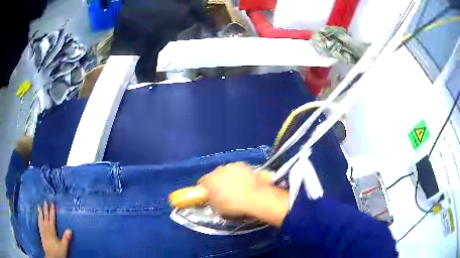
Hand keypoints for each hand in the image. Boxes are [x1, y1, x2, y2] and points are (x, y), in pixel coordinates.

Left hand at [38, 201, 71, 257]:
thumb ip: (66, 238)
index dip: (52, 210)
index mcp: (51, 230)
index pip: (52, 218)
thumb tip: (70, 229)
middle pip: (45, 216)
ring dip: (40, 212)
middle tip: (45, 201)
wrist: (51, 257)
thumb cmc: (58, 252)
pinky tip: (38, 218)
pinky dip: (39, 219)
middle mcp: (46, 228)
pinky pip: (39, 224)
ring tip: (39, 207)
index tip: (52, 202)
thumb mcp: (64, 246)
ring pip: (41, 219)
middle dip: (45, 209)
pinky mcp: (41, 234)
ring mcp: (43, 231)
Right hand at [202, 162, 289, 226]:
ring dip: (228, 176)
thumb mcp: (217, 208)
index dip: (205, 187)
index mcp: (209, 180)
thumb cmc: (233, 206)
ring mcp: (231, 166)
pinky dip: (239, 174)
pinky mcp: (243, 165)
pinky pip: (237, 169)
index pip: (203, 181)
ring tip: (235, 185)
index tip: (208, 193)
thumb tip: (212, 198)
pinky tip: (244, 181)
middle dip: (217, 181)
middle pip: (215, 174)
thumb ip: (212, 200)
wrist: (254, 198)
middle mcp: (218, 170)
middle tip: (223, 190)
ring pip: (226, 171)